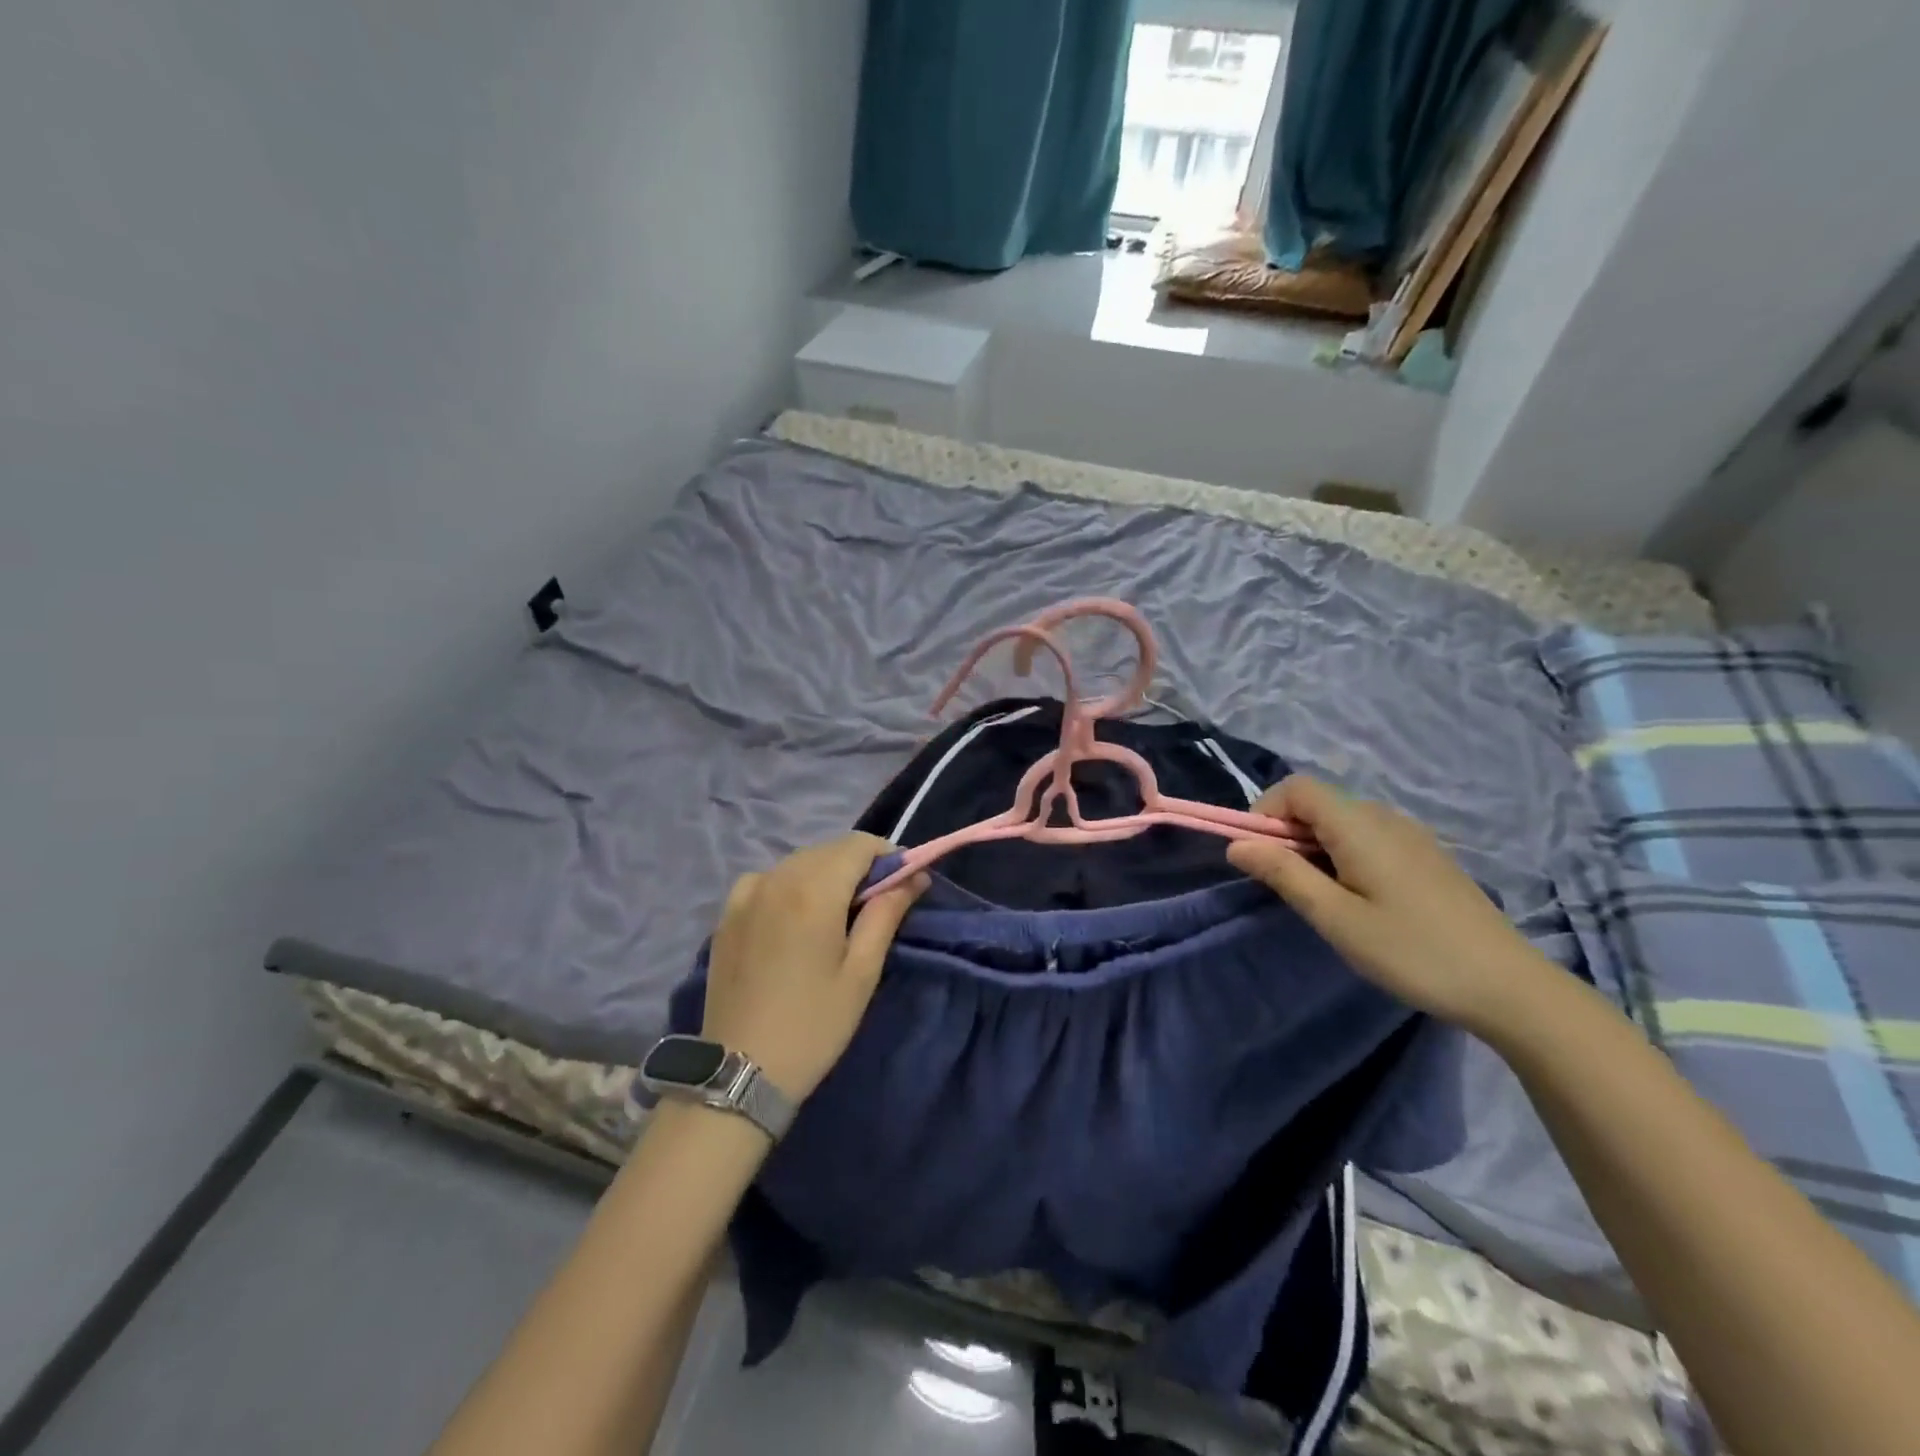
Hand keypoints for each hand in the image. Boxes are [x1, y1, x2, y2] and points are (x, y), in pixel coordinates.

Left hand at [701, 834, 925, 1103]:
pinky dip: (790, 884)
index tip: (902, 883)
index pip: (858, 844)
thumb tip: (914, 876)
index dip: (887, 855)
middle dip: (858, 865)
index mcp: (813, 890)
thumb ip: (887, 914)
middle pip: (829, 849)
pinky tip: (795, 916)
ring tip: (837, 915)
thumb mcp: (861, 972)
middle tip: (875, 904)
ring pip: (798, 862)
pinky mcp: (727, 913)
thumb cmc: (813, 1025)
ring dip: (825, 873)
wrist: (739, 1071)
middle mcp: (777, 878)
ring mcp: (746, 894)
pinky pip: (768, 879)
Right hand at [1227, 776, 1553, 1033]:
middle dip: (1287, 832)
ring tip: (1323, 897)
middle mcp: (1385, 817)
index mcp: (1360, 826)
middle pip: (1319, 802)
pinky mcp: (1427, 855)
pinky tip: (1361, 898)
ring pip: (1343, 820)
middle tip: (1288, 885)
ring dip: (1315, 845)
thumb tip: (1237, 845)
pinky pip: (1369, 836)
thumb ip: (1284, 874)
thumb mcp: (1336, 918)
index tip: (1259, 855)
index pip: (1297, 787)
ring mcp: (1411, 834)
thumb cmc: (1411, 951)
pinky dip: (1344, 853)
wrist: (1507, 986)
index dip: (1266, 810)